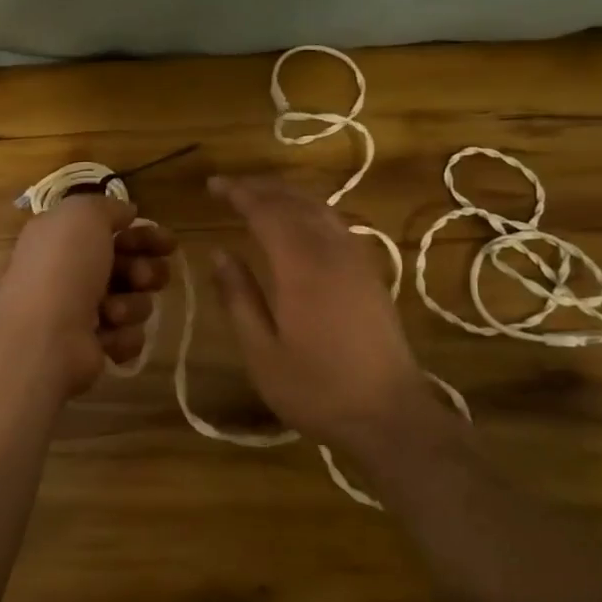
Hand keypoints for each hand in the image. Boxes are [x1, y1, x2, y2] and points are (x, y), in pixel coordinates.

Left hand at [0, 193, 176, 397]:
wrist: (44, 338)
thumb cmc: (63, 269)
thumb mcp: (83, 216)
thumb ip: (107, 207)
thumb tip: (126, 213)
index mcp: (64, 240)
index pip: (115, 232)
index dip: (145, 235)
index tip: (168, 242)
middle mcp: (72, 273)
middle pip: (131, 266)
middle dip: (146, 271)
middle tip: (142, 277)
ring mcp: (82, 314)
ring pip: (134, 302)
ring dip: (131, 305)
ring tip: (111, 312)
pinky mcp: (94, 348)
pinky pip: (129, 336)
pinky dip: (121, 336)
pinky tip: (105, 337)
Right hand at [208, 175, 446, 464]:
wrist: (389, 415)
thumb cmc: (316, 389)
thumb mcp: (261, 351)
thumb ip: (238, 297)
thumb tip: (219, 253)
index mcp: (301, 267)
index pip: (266, 211)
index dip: (239, 193)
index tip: (212, 185)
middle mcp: (332, 252)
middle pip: (295, 202)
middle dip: (261, 188)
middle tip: (230, 186)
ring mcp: (357, 260)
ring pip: (320, 209)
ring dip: (288, 195)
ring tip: (260, 196)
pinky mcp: (371, 274)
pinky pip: (336, 224)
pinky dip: (311, 211)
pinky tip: (301, 223)